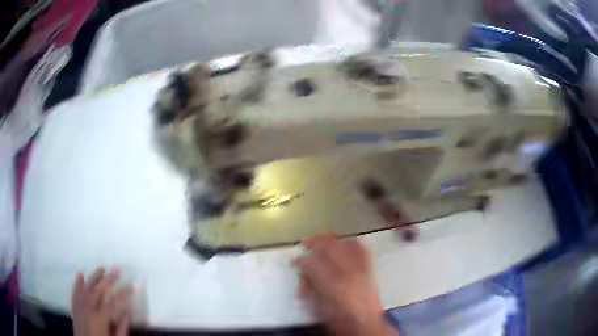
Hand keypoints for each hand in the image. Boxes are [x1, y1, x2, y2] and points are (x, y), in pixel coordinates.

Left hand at [71, 267, 134, 335]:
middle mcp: (88, 308)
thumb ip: (122, 327)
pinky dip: (78, 283)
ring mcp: (79, 307)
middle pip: (100, 289)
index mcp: (100, 318)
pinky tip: (80, 274)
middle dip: (110, 278)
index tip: (135, 286)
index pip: (114, 301)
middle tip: (118, 268)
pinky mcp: (74, 308)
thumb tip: (129, 312)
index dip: (126, 293)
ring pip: (86, 287)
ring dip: (94, 276)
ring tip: (102, 267)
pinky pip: (75, 292)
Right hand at [294, 235, 395, 335]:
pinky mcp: (369, 270)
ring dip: (332, 241)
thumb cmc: (338, 319)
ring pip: (345, 244)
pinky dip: (351, 244)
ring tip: (323, 242)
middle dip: (315, 243)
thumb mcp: (317, 306)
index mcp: (330, 285)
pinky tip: (344, 244)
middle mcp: (346, 273)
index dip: (300, 259)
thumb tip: (304, 274)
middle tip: (306, 245)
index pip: (311, 263)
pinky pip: (361, 250)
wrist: (365, 324)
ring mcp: (360, 269)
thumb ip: (310, 287)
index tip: (295, 261)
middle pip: (329, 248)